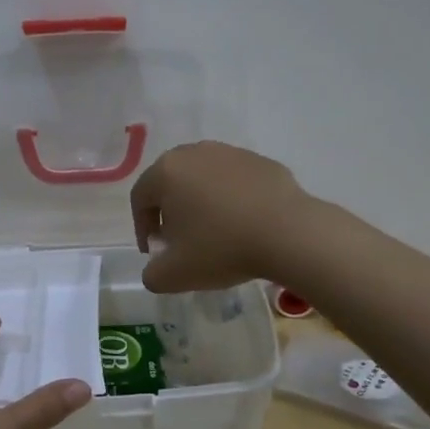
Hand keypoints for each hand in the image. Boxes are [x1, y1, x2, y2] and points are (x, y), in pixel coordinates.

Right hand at [129, 141, 318, 292]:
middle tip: (180, 241)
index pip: (140, 199)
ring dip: (201, 203)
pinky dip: (231, 199)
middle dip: (170, 212)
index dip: (142, 228)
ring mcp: (231, 152)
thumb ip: (152, 274)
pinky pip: (234, 181)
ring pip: (203, 179)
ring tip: (214, 233)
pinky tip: (243, 225)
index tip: (155, 253)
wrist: (289, 233)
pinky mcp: (261, 161)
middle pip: (171, 183)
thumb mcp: (174, 275)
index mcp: (166, 172)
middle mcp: (195, 153)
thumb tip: (156, 269)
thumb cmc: (222, 248)